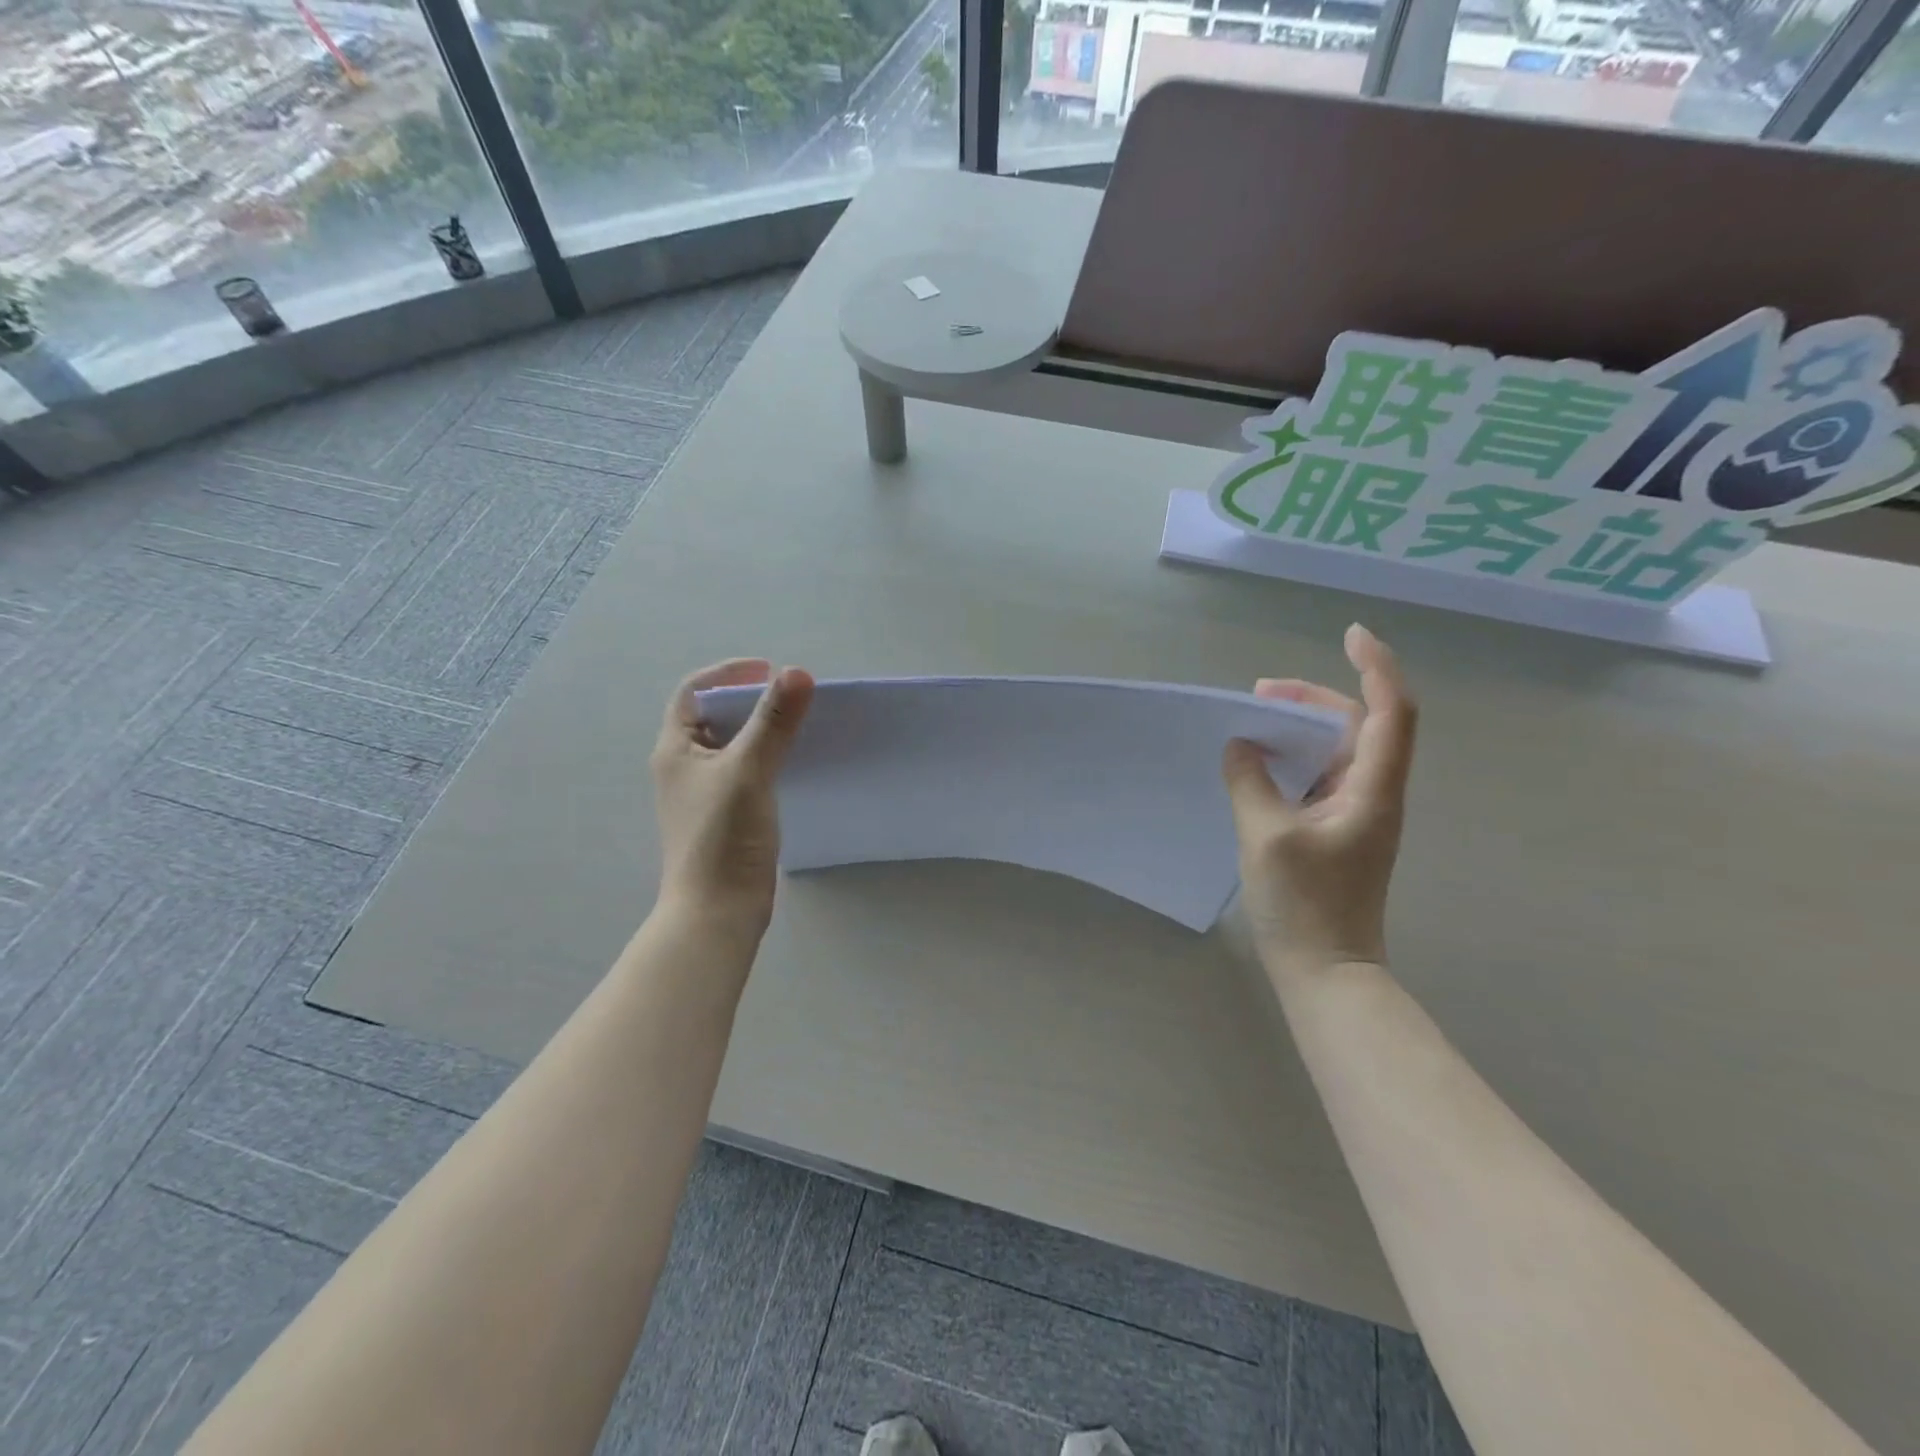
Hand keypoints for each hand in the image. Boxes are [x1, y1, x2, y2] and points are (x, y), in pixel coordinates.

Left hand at [651, 658, 814, 929]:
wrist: (718, 910)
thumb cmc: (723, 836)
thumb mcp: (748, 770)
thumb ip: (773, 722)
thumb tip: (797, 673)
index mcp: (675, 749)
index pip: (694, 692)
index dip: (728, 674)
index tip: (769, 670)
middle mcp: (684, 767)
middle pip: (714, 717)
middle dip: (751, 700)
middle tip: (791, 697)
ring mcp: (705, 793)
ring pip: (733, 746)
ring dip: (762, 729)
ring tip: (799, 724)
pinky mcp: (726, 815)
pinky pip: (747, 771)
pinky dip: (768, 758)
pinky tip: (795, 764)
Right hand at [1221, 624, 1417, 973]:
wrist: (1327, 972)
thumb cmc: (1304, 906)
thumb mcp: (1266, 837)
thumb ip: (1250, 781)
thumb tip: (1241, 745)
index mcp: (1372, 789)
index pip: (1389, 712)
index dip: (1376, 667)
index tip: (1350, 634)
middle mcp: (1374, 793)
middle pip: (1359, 723)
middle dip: (1315, 697)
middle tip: (1260, 693)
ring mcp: (1357, 812)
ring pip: (1337, 749)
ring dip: (1300, 727)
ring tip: (1253, 720)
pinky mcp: (1337, 829)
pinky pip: (1319, 775)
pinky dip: (1293, 758)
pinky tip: (1259, 763)